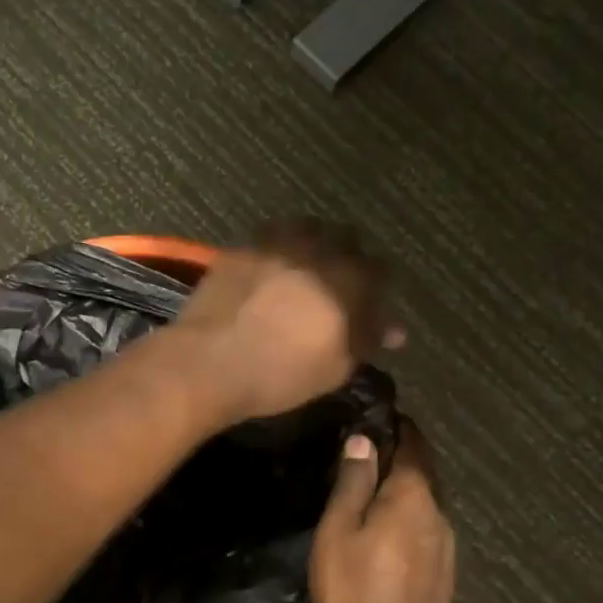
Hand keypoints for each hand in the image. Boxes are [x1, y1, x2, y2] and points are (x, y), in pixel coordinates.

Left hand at [175, 219, 400, 423]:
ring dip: (314, 243)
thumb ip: (367, 340)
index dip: (379, 288)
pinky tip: (271, 267)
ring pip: (309, 227)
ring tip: (305, 268)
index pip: (382, 269)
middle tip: (339, 285)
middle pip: (347, 239)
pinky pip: (271, 235)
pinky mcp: (243, 246)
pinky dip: (279, 246)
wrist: (210, 362)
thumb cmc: (281, 374)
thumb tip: (393, 330)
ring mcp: (277, 243)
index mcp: (349, 280)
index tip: (372, 307)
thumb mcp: (336, 368)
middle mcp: (318, 250)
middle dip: (349, 257)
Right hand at [310, 418, 454, 602]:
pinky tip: (385, 532)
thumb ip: (353, 482)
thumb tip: (363, 440)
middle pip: (422, 472)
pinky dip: (407, 517)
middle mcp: (438, 512)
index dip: (397, 427)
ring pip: (424, 502)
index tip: (376, 417)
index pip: (413, 444)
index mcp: (414, 494)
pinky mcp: (444, 572)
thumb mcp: (339, 531)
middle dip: (399, 457)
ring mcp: (446, 544)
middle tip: (364, 453)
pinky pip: (425, 528)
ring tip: (369, 491)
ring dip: (402, 490)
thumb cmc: (356, 591)